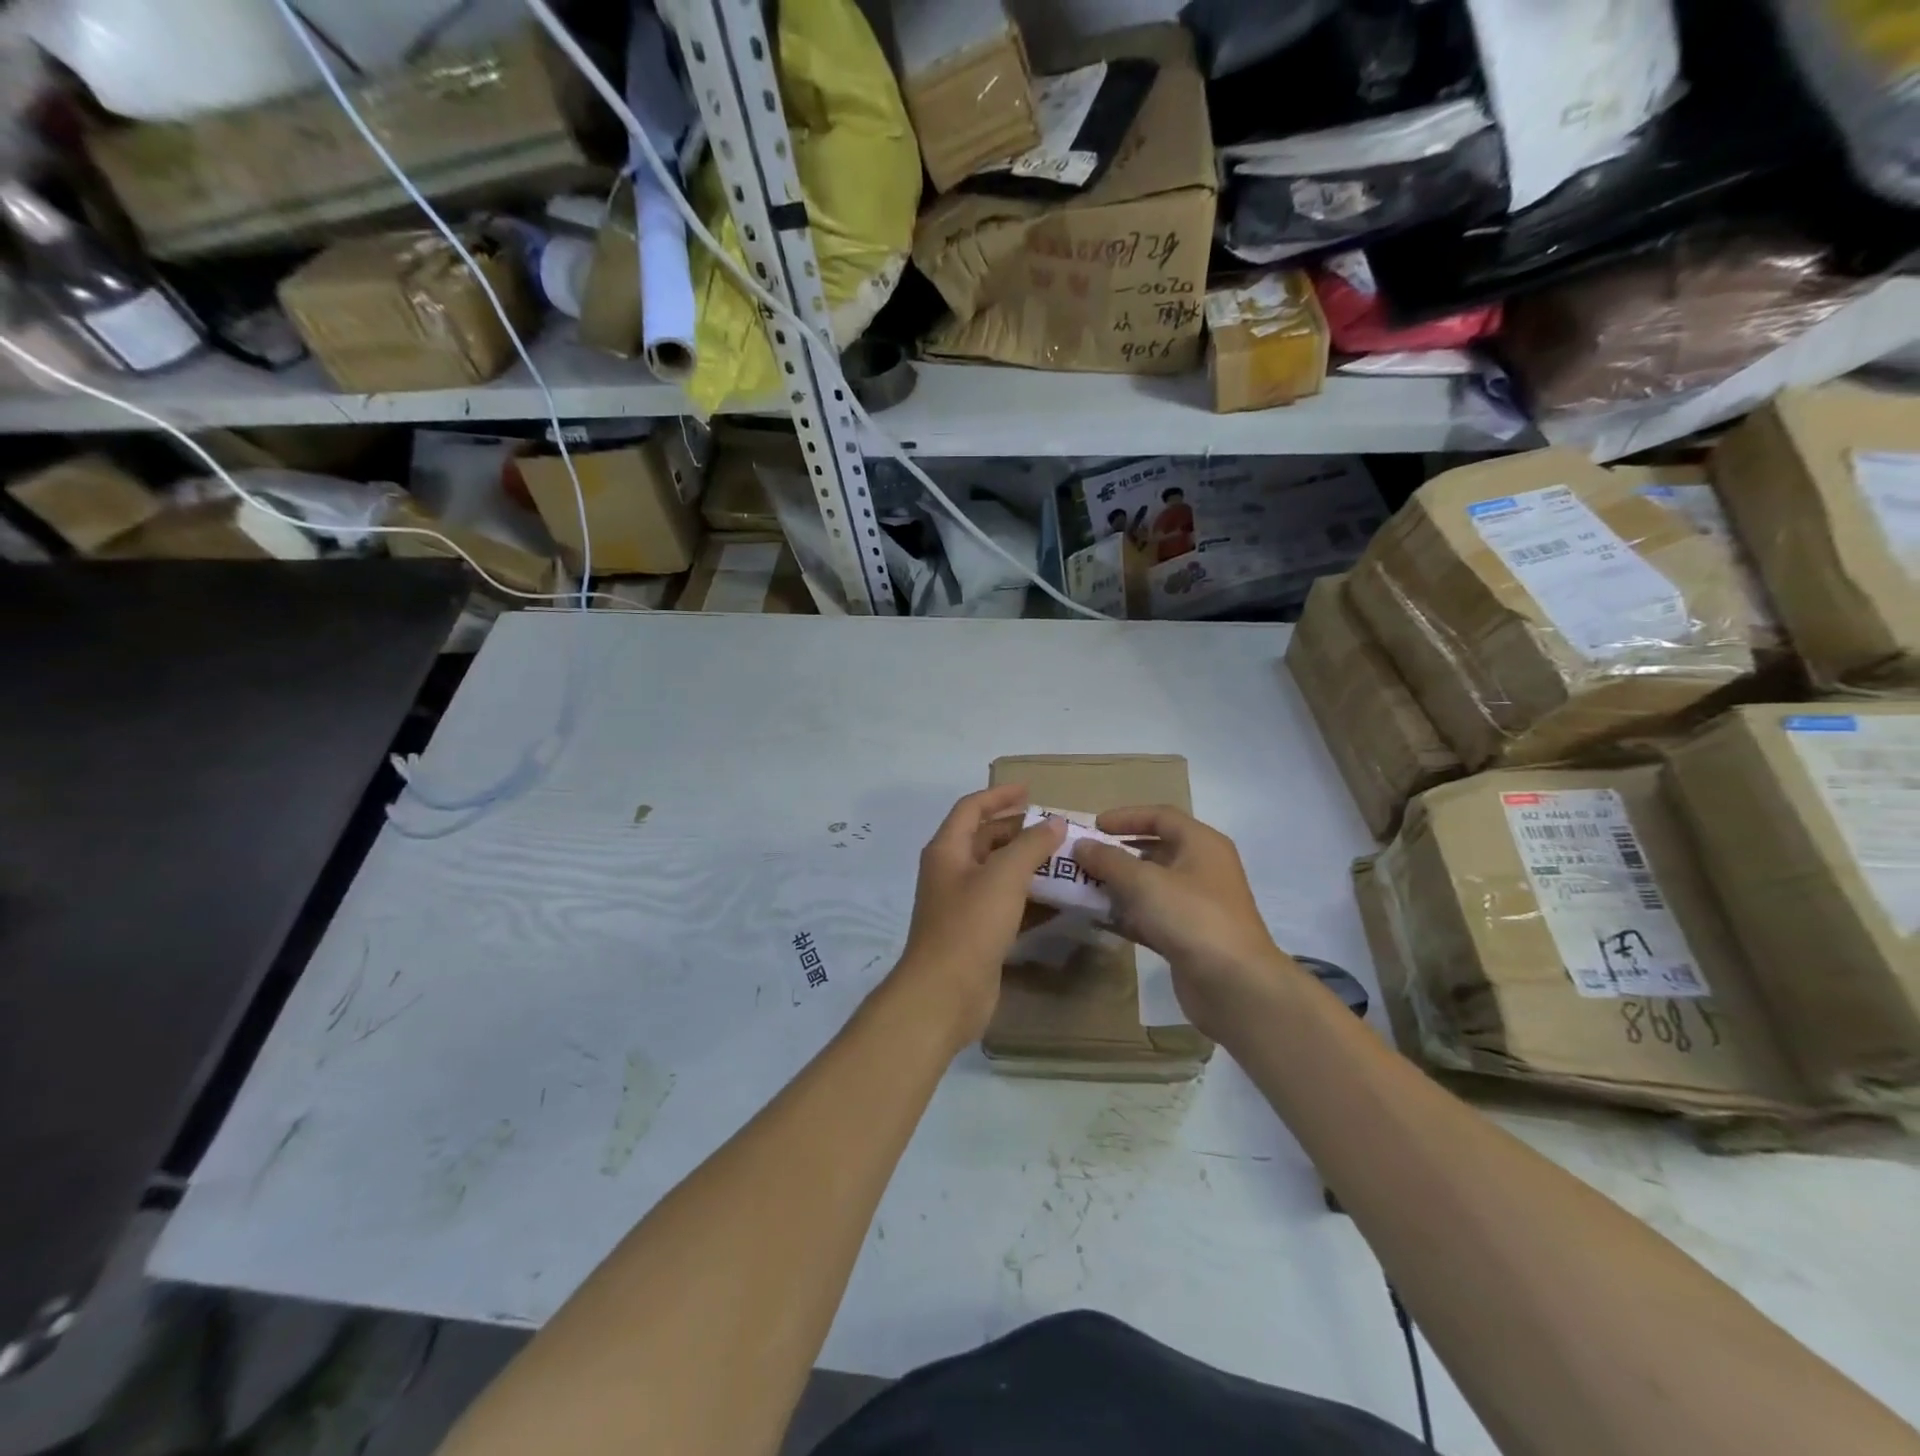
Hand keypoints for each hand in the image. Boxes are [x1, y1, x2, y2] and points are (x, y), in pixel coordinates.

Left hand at [894, 786, 1065, 1049]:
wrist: (944, 994)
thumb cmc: (970, 925)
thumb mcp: (1004, 877)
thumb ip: (1031, 845)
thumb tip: (1053, 823)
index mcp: (948, 850)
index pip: (972, 808)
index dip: (1000, 796)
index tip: (1032, 791)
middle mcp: (952, 872)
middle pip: (988, 840)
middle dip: (1022, 832)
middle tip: (1059, 830)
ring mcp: (963, 904)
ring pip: (1000, 874)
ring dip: (1030, 866)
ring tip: (1068, 861)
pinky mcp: (978, 933)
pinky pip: (1008, 905)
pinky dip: (1031, 898)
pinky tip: (1061, 901)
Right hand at [1072, 806, 1296, 1040]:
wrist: (1234, 985)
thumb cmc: (1190, 917)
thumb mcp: (1143, 882)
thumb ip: (1108, 860)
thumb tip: (1082, 845)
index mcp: (1201, 844)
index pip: (1161, 816)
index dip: (1126, 817)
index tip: (1093, 826)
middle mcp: (1203, 868)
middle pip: (1156, 850)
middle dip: (1118, 853)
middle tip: (1085, 858)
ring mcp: (1198, 904)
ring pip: (1152, 885)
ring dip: (1120, 885)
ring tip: (1085, 887)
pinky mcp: (1190, 936)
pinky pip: (1153, 915)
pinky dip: (1129, 914)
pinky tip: (1101, 919)